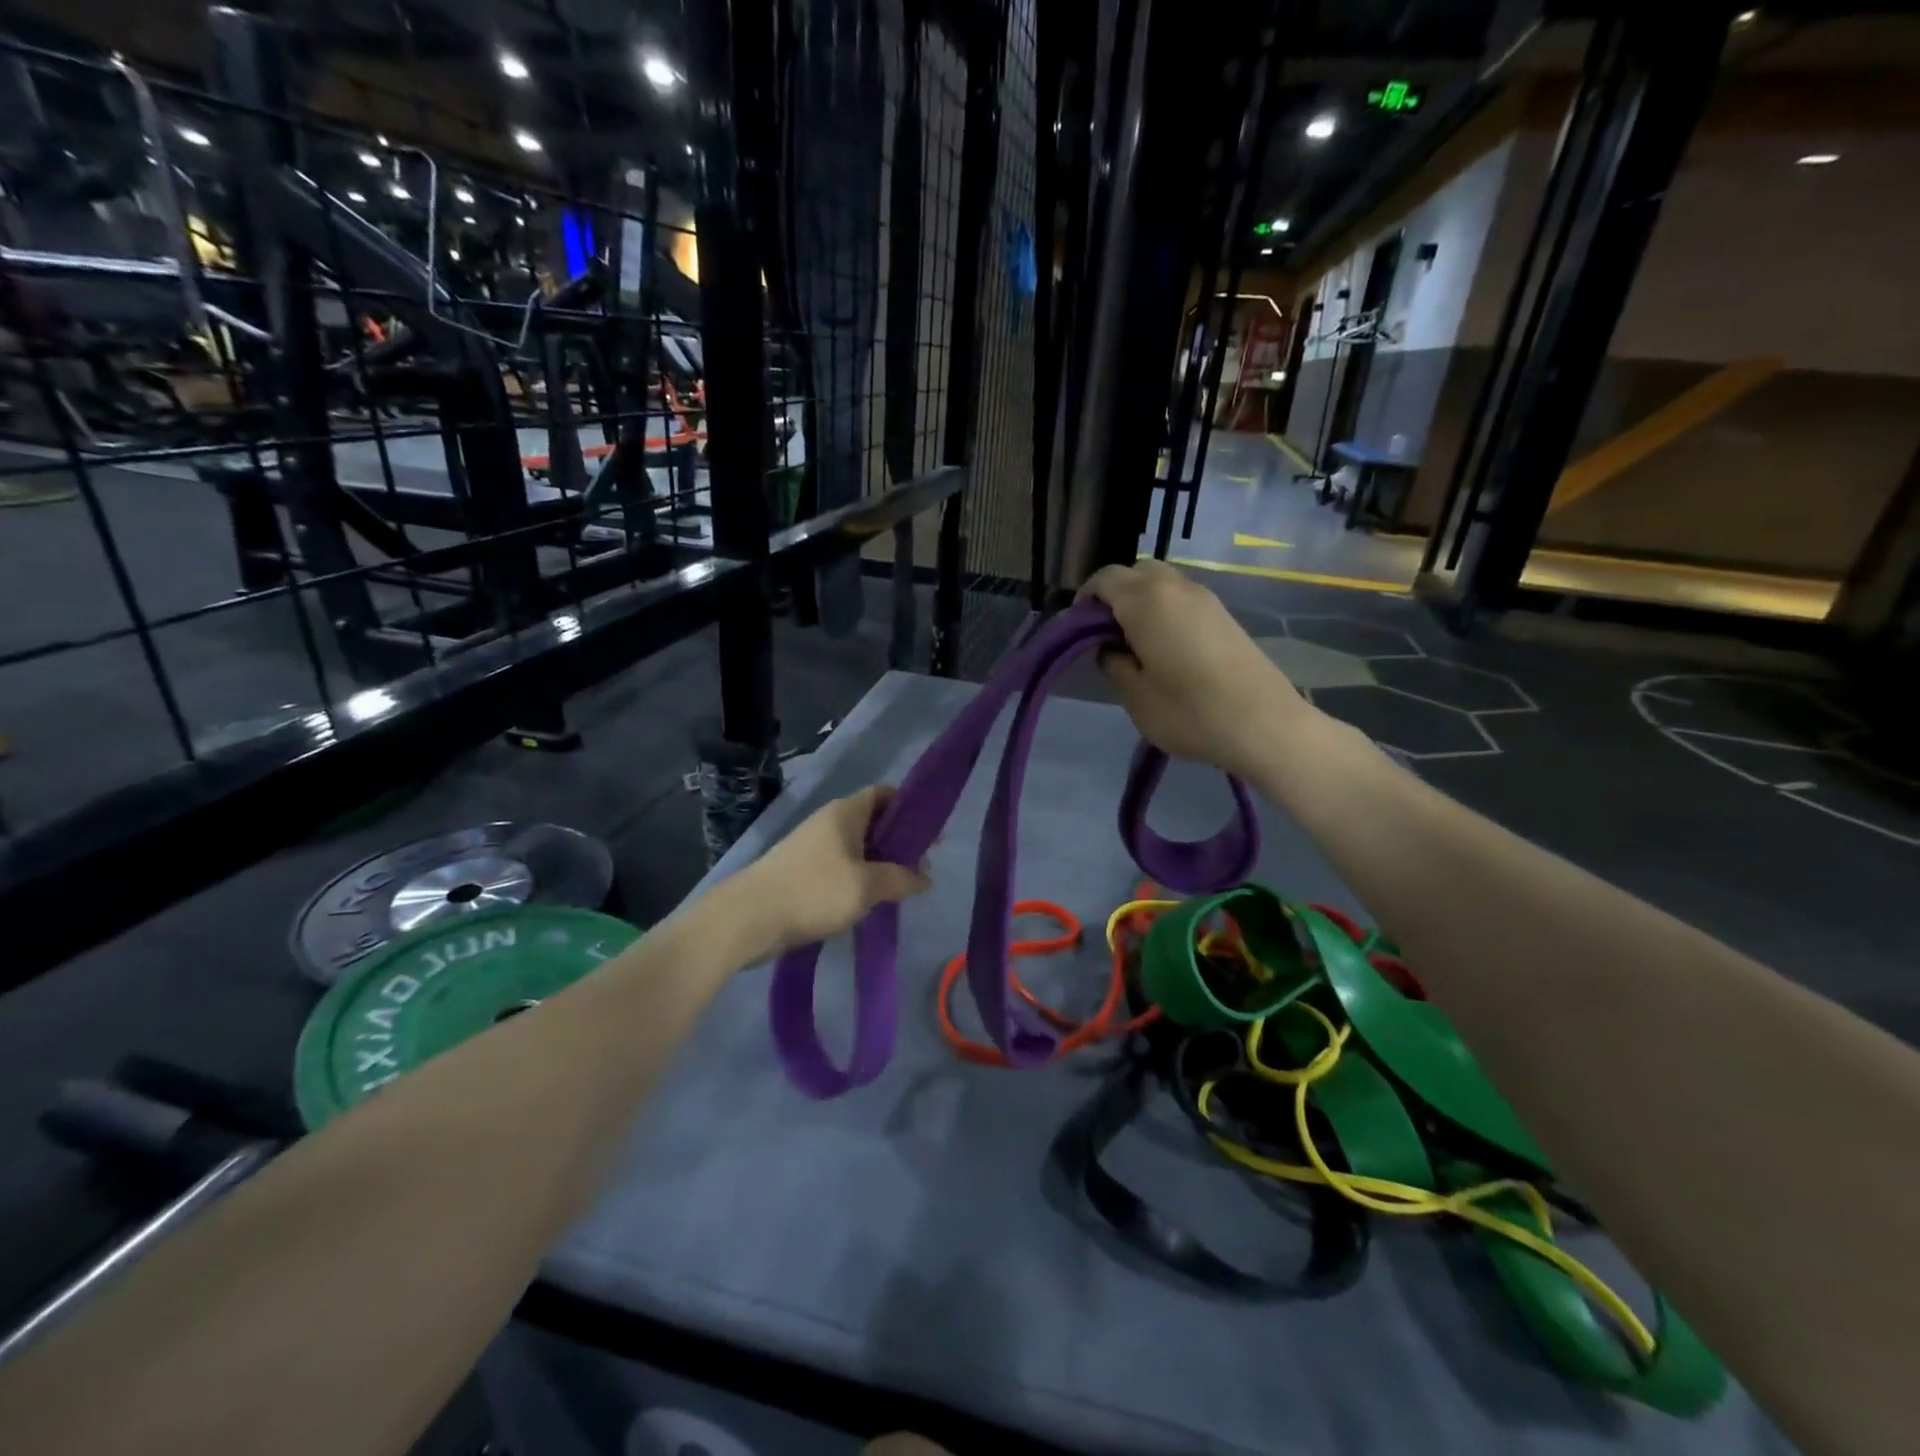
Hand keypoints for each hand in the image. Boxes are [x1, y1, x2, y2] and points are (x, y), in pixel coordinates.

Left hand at [731, 786, 930, 955]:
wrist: (749, 918)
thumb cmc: (814, 890)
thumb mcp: (867, 885)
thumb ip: (901, 879)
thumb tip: (925, 878)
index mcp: (846, 812)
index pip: (884, 793)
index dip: (909, 807)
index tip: (930, 832)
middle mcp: (829, 821)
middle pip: (873, 821)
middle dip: (898, 841)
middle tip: (921, 866)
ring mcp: (812, 846)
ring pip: (857, 847)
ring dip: (879, 863)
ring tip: (900, 888)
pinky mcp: (801, 871)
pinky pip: (841, 866)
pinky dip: (859, 878)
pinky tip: (868, 901)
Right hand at [1077, 560, 1305, 777]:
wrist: (1264, 724)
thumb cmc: (1189, 712)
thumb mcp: (1135, 696)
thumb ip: (1113, 664)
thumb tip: (1110, 648)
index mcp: (1146, 601)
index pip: (1104, 579)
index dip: (1085, 600)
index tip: (1077, 631)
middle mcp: (1175, 587)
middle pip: (1134, 572)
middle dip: (1114, 595)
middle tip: (1105, 634)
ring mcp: (1205, 598)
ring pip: (1161, 582)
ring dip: (1141, 601)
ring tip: (1135, 643)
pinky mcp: (1224, 615)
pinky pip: (1182, 598)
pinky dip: (1165, 610)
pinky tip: (1165, 647)